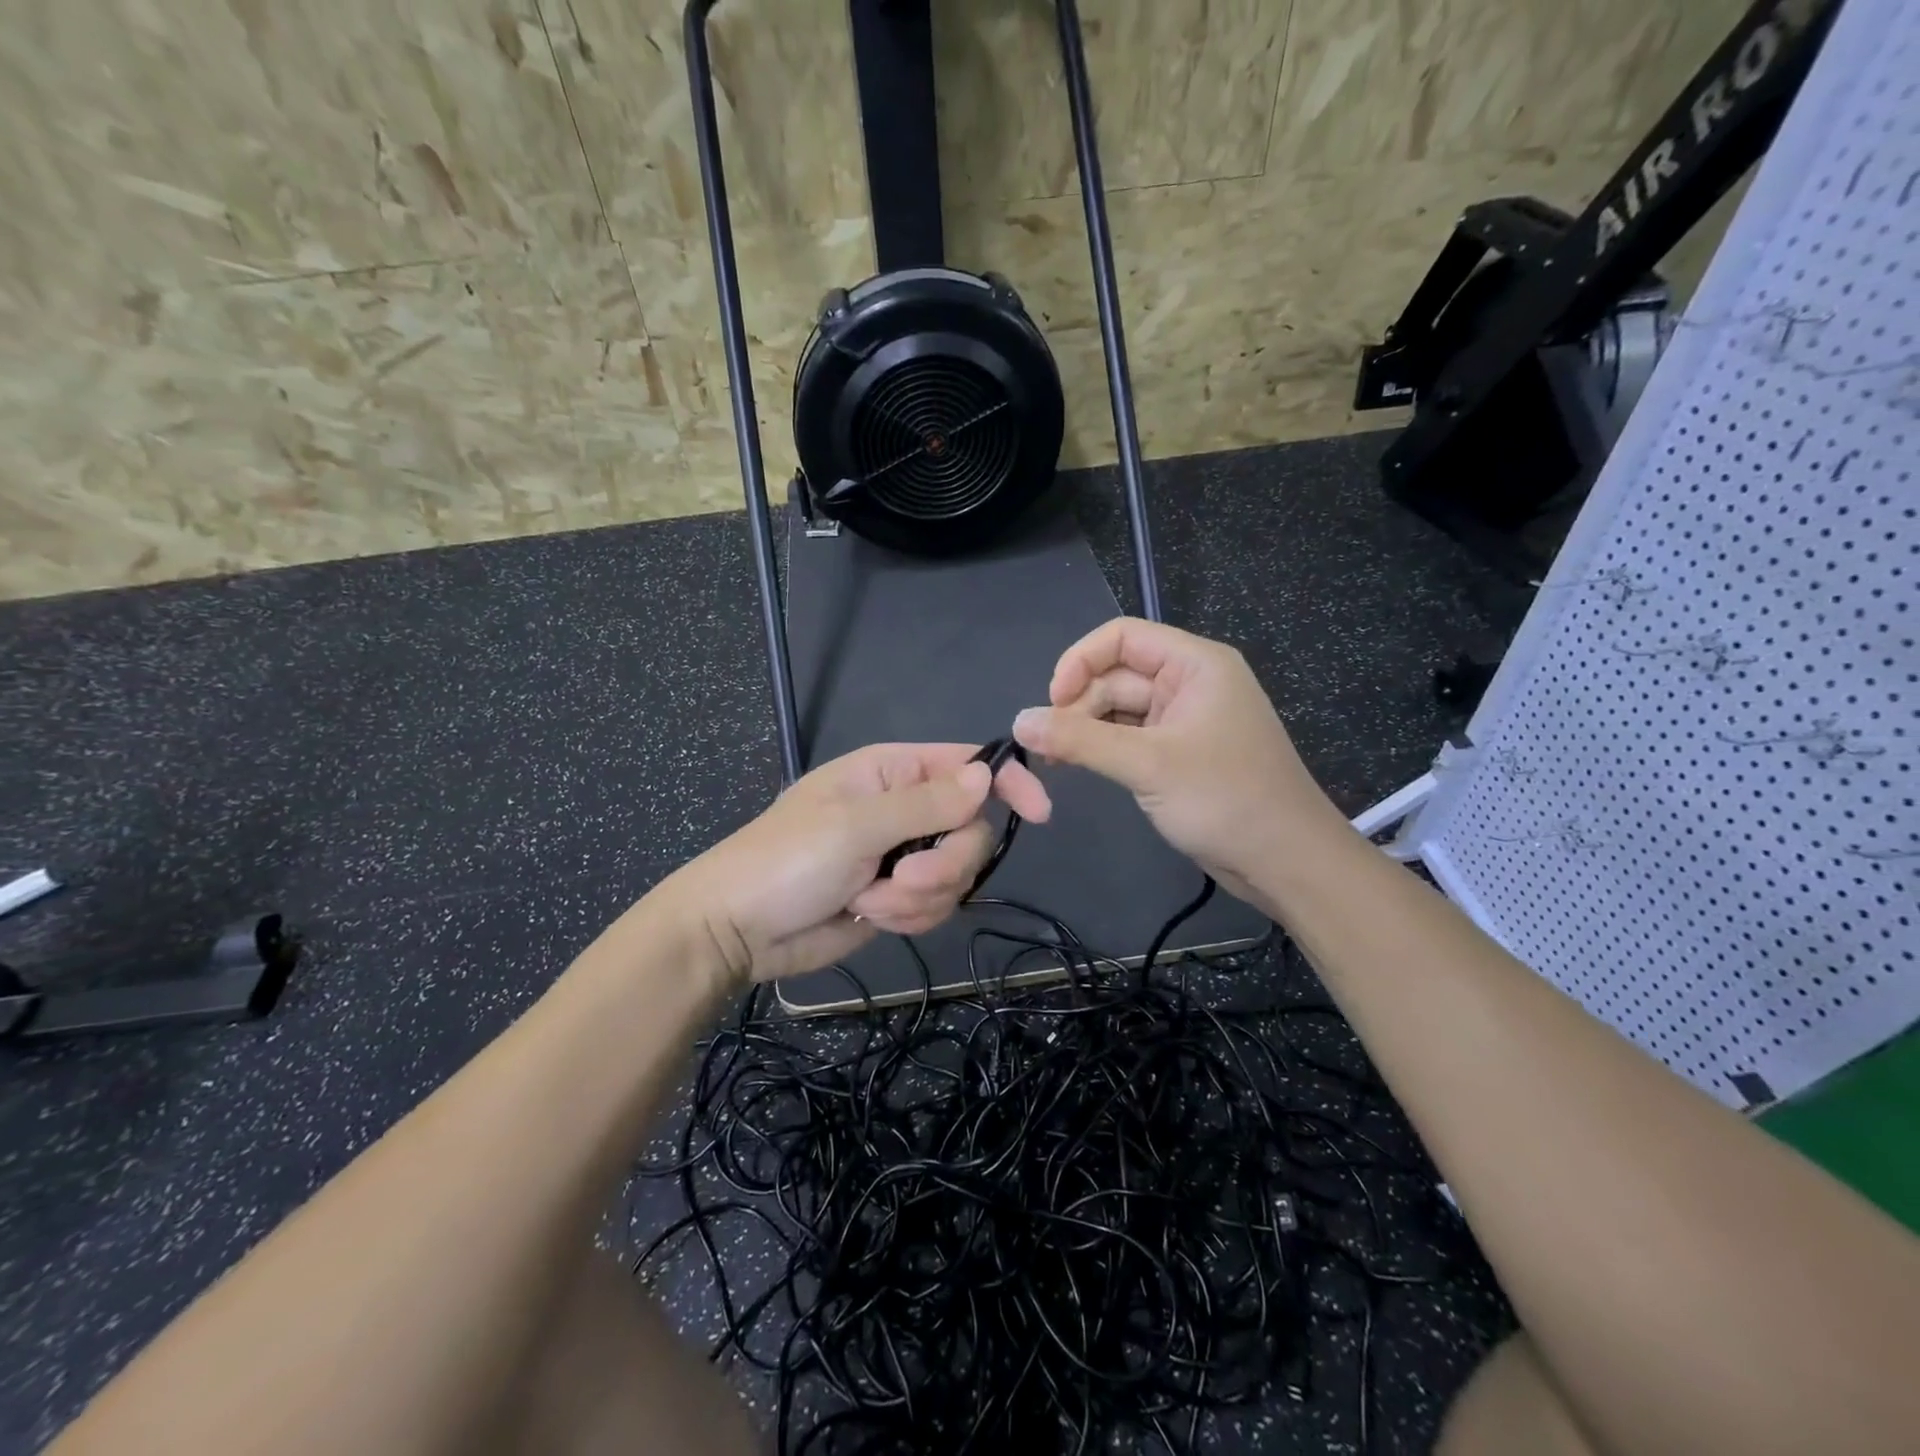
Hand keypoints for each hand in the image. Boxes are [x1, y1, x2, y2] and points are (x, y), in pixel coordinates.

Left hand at [656, 743, 1051, 985]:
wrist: (736, 930)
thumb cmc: (786, 860)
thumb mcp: (856, 825)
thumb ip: (926, 803)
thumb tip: (986, 776)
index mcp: (892, 772)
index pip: (968, 765)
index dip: (1008, 783)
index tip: (1039, 813)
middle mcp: (905, 808)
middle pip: (971, 830)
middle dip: (944, 863)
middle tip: (902, 879)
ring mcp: (903, 855)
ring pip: (957, 874)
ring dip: (919, 897)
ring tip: (869, 901)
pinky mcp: (898, 896)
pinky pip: (936, 905)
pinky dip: (907, 917)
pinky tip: (868, 916)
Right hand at [1012, 618, 1339, 897]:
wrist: (1286, 862)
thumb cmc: (1226, 800)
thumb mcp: (1147, 764)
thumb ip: (1080, 740)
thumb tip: (1018, 721)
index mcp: (1195, 664)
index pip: (1122, 637)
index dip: (1079, 661)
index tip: (1051, 702)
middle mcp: (1189, 683)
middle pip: (1115, 674)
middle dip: (1077, 704)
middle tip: (1045, 746)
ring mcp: (1184, 720)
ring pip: (1118, 709)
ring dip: (1084, 729)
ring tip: (1053, 760)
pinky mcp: (1178, 753)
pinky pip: (1129, 737)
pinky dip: (1101, 748)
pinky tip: (1075, 767)